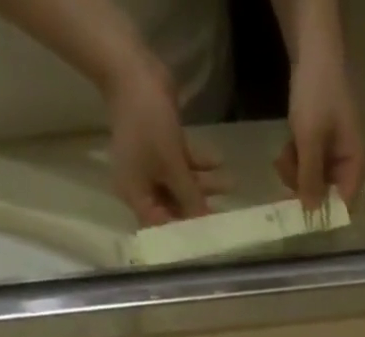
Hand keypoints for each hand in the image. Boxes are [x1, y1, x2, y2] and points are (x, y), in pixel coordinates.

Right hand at [104, 54, 227, 224]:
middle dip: (199, 208)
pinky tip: (219, 160)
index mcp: (136, 195)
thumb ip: (190, 197)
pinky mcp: (163, 148)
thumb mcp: (172, 166)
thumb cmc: (148, 124)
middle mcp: (143, 185)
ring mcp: (152, 166)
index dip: (182, 234)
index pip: (160, 226)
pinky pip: (183, 163)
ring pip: (182, 184)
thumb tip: (204, 223)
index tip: (205, 239)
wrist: (133, 70)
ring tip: (231, 183)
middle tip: (225, 215)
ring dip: (205, 184)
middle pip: (174, 207)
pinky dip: (200, 163)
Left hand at [276, 47, 364, 208]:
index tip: (301, 216)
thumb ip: (311, 178)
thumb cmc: (318, 95)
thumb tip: (311, 213)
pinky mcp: (321, 147)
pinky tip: (284, 150)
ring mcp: (334, 156)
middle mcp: (348, 164)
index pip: (344, 204)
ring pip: (313, 181)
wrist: (312, 52)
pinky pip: (308, 166)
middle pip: (326, 194)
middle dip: (303, 187)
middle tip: (284, 175)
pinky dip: (295, 162)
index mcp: (356, 163)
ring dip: (294, 174)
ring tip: (282, 157)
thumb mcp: (311, 140)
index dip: (324, 212)